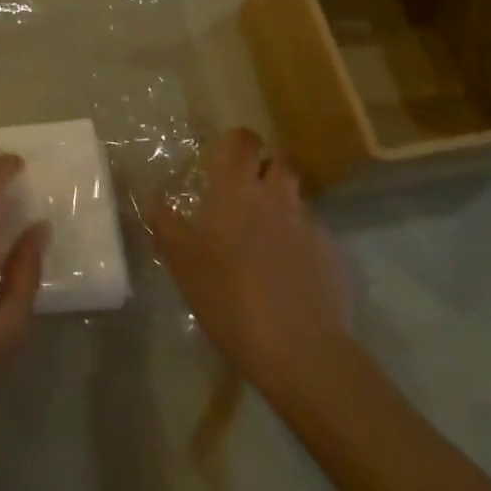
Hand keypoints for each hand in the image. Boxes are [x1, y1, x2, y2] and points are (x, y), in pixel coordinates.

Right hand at [149, 128, 353, 397]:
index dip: (236, 142)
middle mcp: (276, 196)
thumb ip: (166, 225)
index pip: (243, 140)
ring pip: (297, 199)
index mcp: (236, 189)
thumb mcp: (182, 263)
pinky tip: (291, 273)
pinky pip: (315, 235)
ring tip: (268, 238)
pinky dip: (302, 243)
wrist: (300, 350)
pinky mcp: (334, 255)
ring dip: (283, 207)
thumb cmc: (229, 298)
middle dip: (265, 171)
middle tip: (246, 197)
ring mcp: (310, 224)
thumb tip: (156, 200)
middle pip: (278, 162)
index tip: (225, 157)